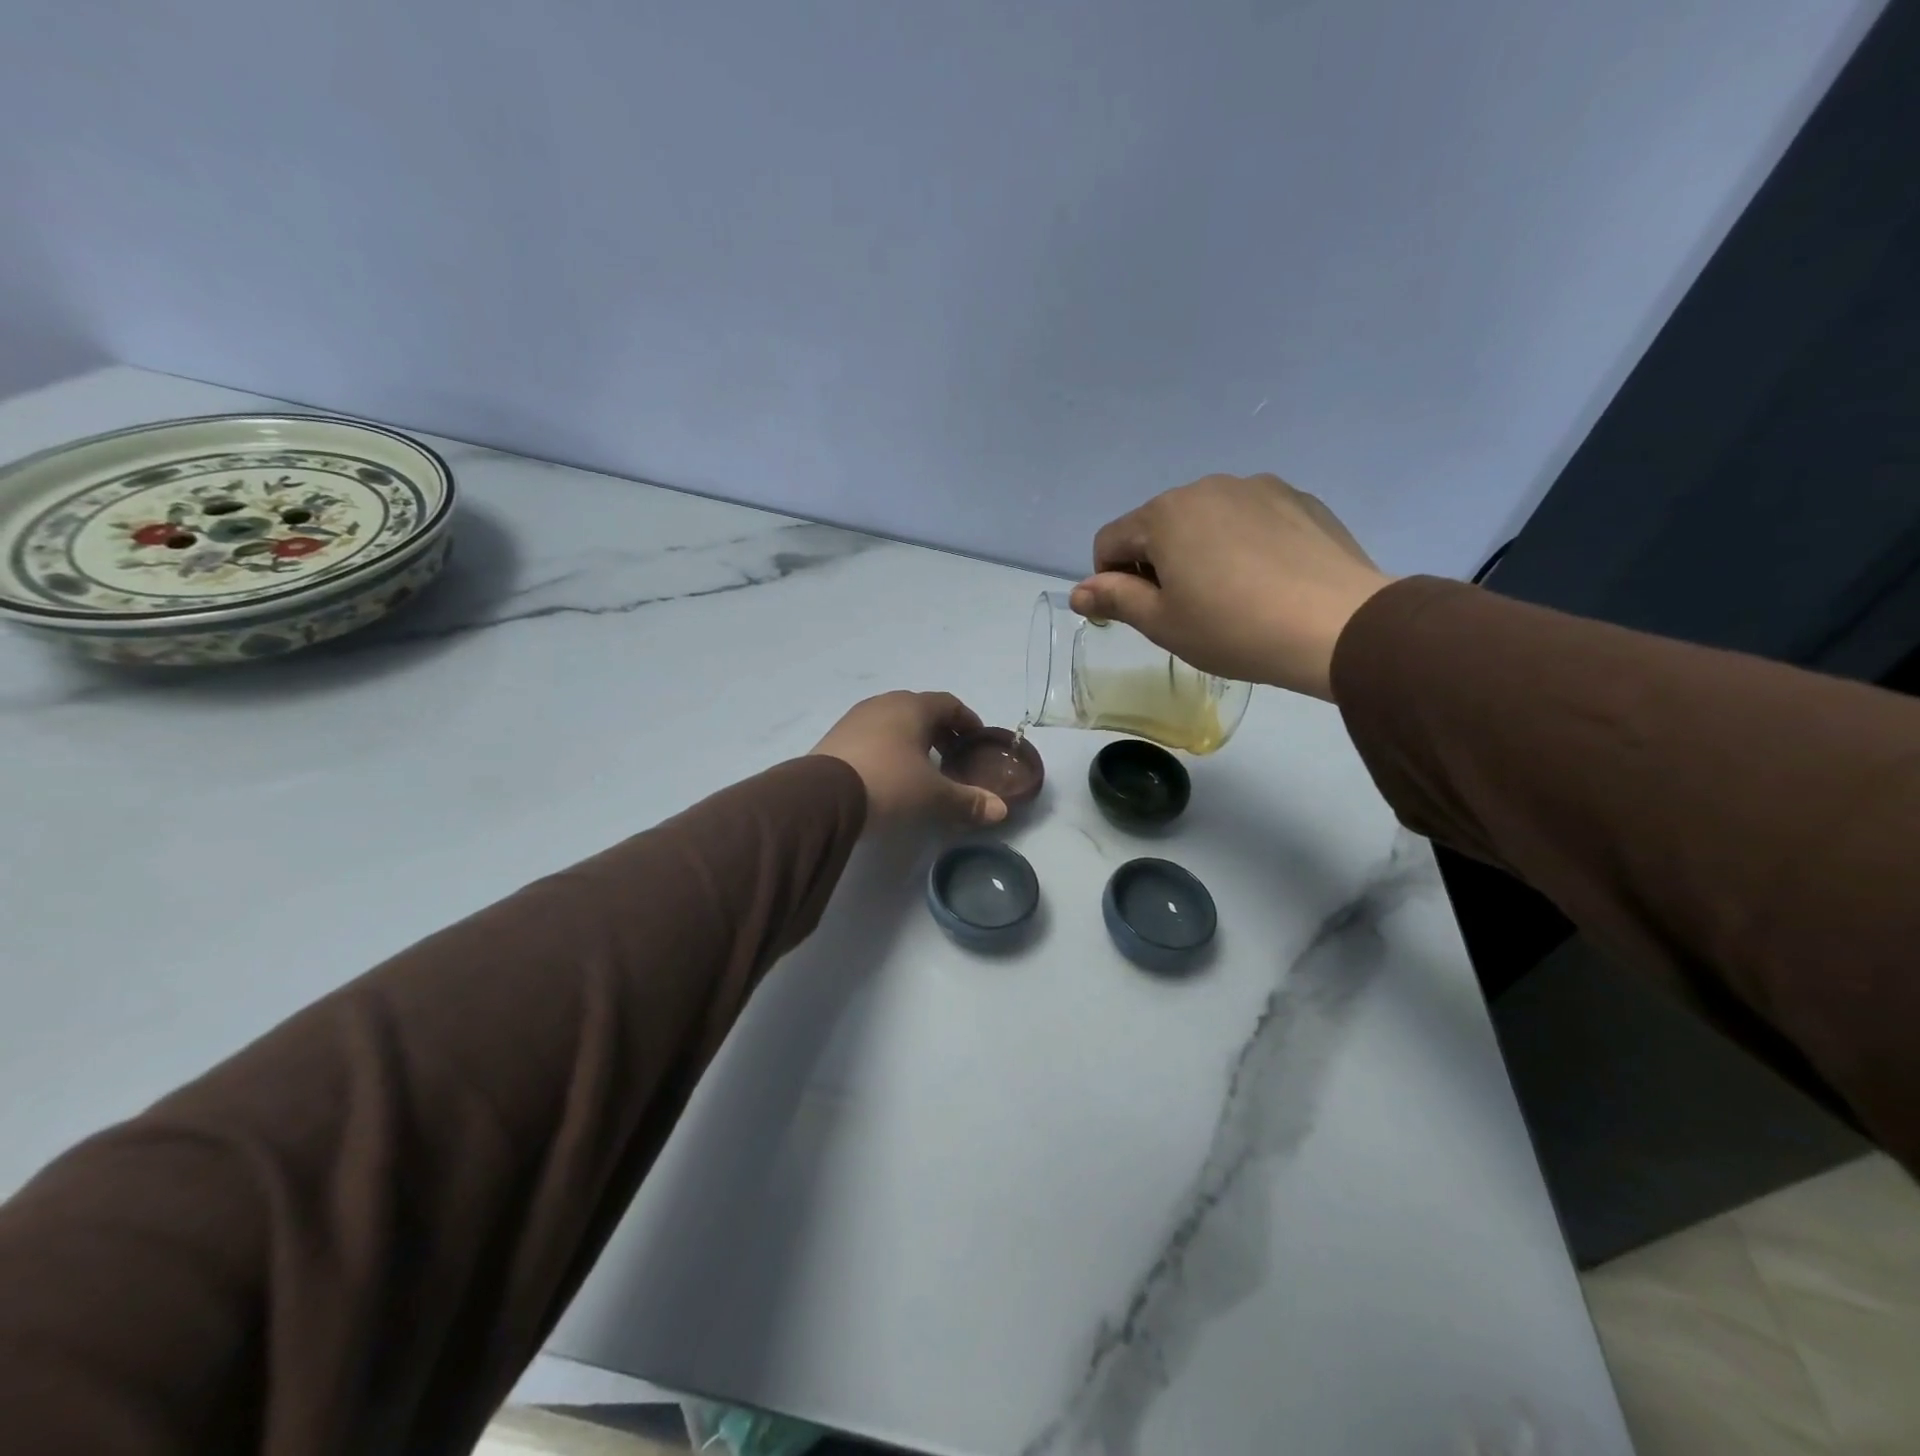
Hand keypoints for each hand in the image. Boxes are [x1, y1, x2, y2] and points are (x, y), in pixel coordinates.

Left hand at [812, 691, 1009, 829]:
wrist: (822, 796)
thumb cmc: (888, 783)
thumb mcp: (933, 796)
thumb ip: (968, 801)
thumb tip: (1001, 810)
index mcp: (912, 707)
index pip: (949, 703)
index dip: (967, 720)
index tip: (977, 738)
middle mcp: (883, 704)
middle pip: (920, 710)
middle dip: (940, 730)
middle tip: (952, 756)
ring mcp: (855, 718)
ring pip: (893, 721)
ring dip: (912, 738)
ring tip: (921, 766)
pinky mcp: (835, 737)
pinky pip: (872, 735)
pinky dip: (888, 747)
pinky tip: (889, 772)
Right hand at [1070, 473, 1392, 699]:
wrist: (1338, 625)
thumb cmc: (1233, 628)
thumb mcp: (1162, 623)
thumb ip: (1115, 600)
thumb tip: (1078, 592)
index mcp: (1164, 514)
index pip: (1110, 540)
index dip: (1110, 579)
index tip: (1135, 613)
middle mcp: (1206, 487)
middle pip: (1158, 525)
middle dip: (1157, 563)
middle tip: (1185, 610)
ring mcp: (1258, 487)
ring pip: (1206, 520)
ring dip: (1200, 550)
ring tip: (1230, 595)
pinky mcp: (1299, 499)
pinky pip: (1250, 519)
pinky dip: (1243, 543)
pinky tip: (1266, 580)